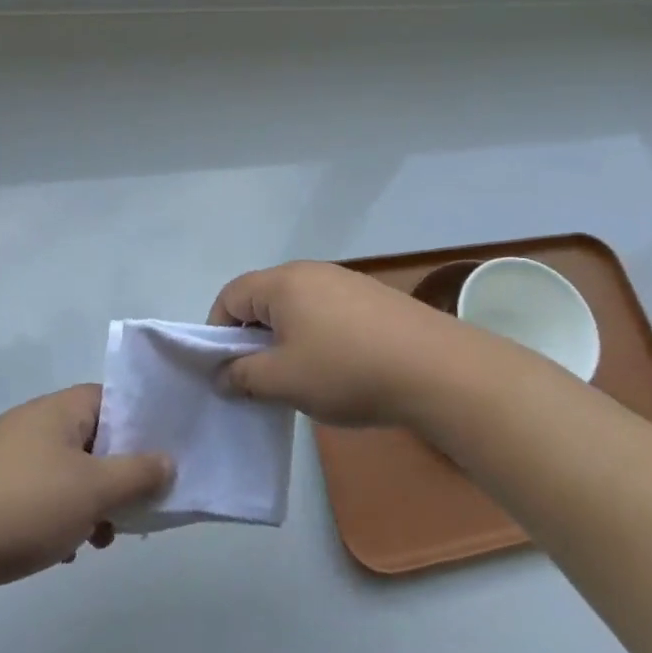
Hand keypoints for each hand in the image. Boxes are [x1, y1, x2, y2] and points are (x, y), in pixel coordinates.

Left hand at [0, 385, 172, 607]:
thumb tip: (168, 460)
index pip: (113, 400)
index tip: (163, 455)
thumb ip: (138, 473)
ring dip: (90, 502)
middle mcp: (34, 425)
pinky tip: (63, 552)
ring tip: (103, 537)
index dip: (141, 424)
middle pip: (92, 440)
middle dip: (118, 473)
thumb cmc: (23, 505)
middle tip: (139, 505)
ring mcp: (7, 460)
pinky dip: (57, 519)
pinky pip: (39, 498)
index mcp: (59, 410)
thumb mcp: (94, 489)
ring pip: (67, 474)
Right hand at [208, 261, 519, 428]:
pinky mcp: (374, 299)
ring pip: (297, 308)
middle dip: (253, 339)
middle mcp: (313, 272)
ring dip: (287, 341)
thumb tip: (223, 374)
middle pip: (264, 299)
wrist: (434, 368)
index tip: (226, 370)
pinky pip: (328, 314)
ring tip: (301, 379)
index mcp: (283, 282)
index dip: (217, 333)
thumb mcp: (283, 380)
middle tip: (261, 379)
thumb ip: (242, 376)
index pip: (230, 296)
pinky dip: (318, 338)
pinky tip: (338, 370)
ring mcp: (347, 282)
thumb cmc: (346, 370)